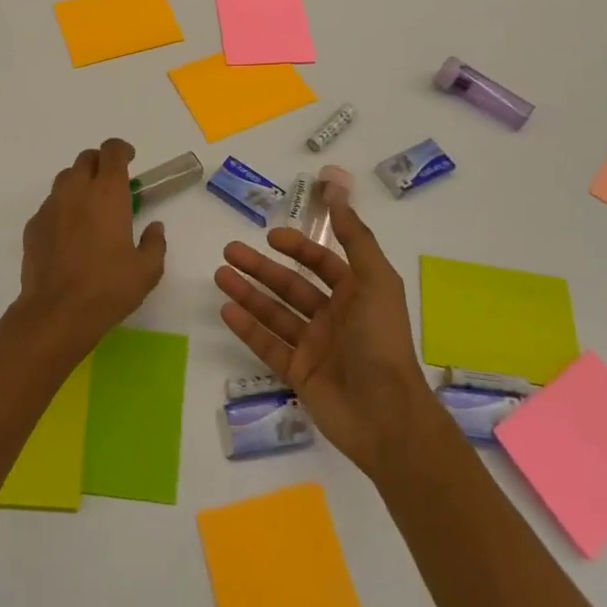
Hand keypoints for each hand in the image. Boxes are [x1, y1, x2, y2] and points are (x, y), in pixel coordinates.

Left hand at [15, 138, 166, 355]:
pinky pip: (51, 205)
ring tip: (91, 208)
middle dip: (100, 164)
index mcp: (107, 192)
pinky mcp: (34, 226)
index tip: (131, 160)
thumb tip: (154, 228)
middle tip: (112, 185)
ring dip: (80, 183)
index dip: (122, 150)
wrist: (56, 313)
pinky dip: (63, 208)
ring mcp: (51, 207)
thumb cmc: (108, 288)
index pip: (112, 151)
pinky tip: (70, 234)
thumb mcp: (147, 270)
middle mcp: (76, 190)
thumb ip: (155, 243)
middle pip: (86, 159)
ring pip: (65, 179)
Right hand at [215, 201, 440, 475]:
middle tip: (229, 251)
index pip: (322, 263)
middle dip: (261, 267)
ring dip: (247, 292)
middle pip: (291, 285)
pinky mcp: (299, 374)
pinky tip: (226, 310)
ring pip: (274, 313)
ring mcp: (314, 347)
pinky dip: (248, 328)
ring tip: (219, 275)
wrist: (387, 415)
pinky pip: (268, 345)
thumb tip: (338, 191)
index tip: (270, 236)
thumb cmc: (381, 341)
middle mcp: (333, 317)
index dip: (298, 247)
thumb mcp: (376, 280)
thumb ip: (355, 237)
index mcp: (356, 295)